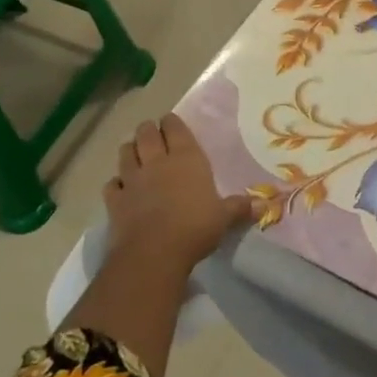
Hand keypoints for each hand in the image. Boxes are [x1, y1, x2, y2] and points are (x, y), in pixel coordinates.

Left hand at [103, 113, 251, 270]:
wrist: (154, 253)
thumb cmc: (195, 228)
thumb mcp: (224, 218)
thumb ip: (240, 208)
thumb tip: (265, 205)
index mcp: (186, 158)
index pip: (175, 127)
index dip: (172, 123)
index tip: (172, 123)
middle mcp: (157, 162)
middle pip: (146, 133)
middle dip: (148, 130)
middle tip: (153, 134)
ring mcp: (132, 179)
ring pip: (125, 152)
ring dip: (130, 150)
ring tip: (135, 153)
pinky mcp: (115, 200)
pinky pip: (112, 184)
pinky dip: (116, 183)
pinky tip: (121, 187)